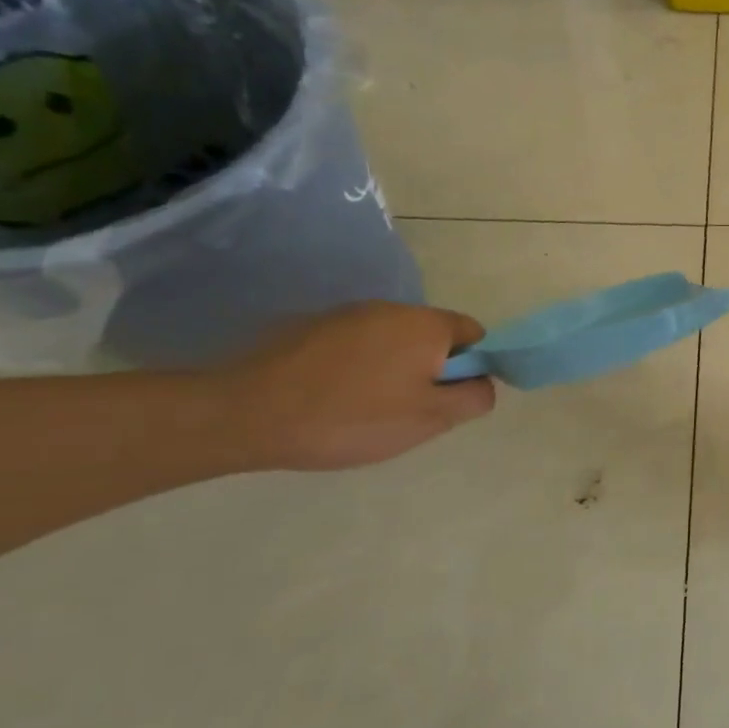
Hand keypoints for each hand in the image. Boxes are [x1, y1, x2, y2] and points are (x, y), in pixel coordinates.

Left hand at [219, 303, 496, 471]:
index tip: (449, 399)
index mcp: (426, 325)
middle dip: (431, 370)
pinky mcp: (311, 327)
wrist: (246, 413)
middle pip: (433, 337)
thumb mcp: (429, 418)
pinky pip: (357, 346)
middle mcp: (391, 309)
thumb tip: (483, 383)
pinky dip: (359, 368)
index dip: (472, 367)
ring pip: (393, 342)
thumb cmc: (353, 417)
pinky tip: (336, 399)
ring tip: (369, 409)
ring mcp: (347, 315)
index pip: (474, 334)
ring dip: (394, 369)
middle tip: (411, 411)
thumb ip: (473, 398)